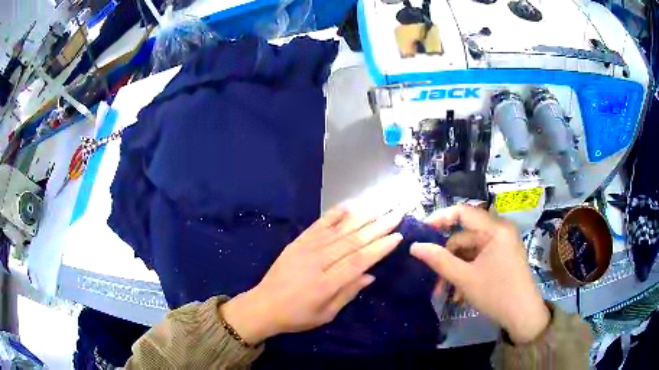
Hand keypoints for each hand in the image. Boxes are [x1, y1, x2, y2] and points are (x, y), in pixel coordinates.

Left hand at [221, 207, 403, 344]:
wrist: (263, 305)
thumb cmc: (297, 316)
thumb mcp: (326, 314)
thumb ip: (348, 293)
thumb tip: (370, 274)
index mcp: (326, 283)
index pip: (359, 261)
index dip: (380, 248)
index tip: (397, 236)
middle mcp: (318, 261)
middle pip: (353, 241)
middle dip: (378, 226)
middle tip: (397, 213)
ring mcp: (306, 248)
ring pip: (339, 229)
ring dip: (362, 216)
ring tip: (381, 206)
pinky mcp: (298, 242)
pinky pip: (319, 225)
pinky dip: (335, 214)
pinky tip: (349, 205)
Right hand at [410, 205, 549, 343]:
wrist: (523, 316)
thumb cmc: (496, 294)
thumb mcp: (465, 278)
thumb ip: (439, 260)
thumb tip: (414, 247)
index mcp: (495, 229)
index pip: (463, 212)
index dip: (440, 218)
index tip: (421, 232)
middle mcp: (500, 231)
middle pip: (465, 237)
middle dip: (447, 258)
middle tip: (433, 279)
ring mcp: (502, 244)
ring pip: (470, 251)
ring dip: (456, 270)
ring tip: (445, 292)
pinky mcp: (503, 257)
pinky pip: (479, 259)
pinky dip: (467, 272)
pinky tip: (459, 293)